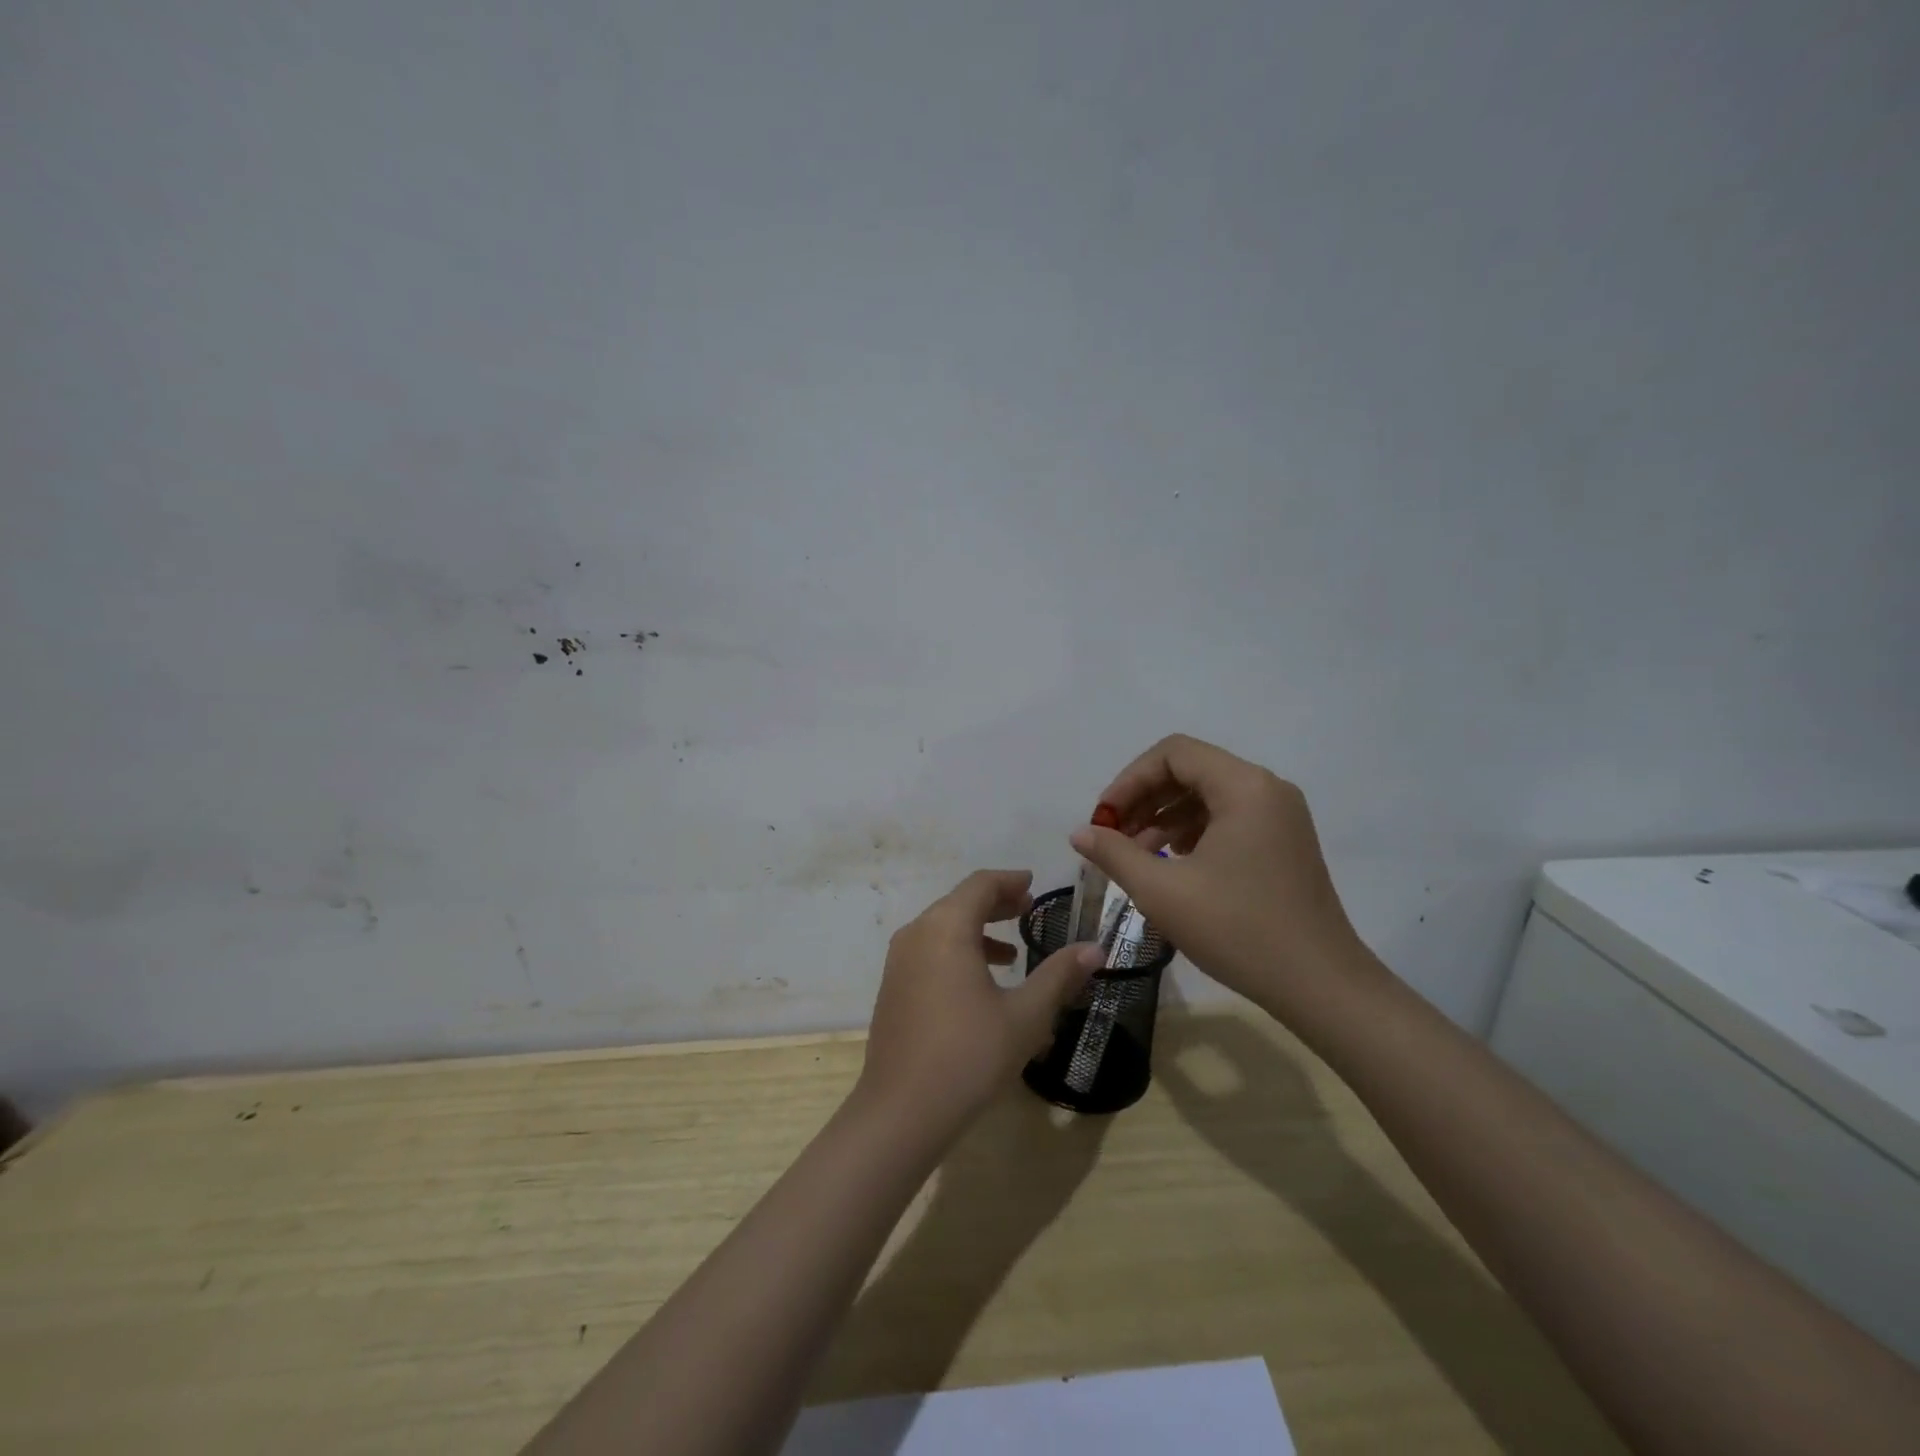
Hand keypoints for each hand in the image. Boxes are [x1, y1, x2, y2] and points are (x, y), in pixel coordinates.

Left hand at [858, 870, 1100, 1136]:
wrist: (901, 1112)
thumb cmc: (969, 1056)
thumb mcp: (1025, 1016)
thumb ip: (1059, 976)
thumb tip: (1095, 948)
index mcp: (946, 928)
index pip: (980, 885)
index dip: (1010, 881)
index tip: (1034, 885)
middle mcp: (917, 934)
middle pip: (959, 902)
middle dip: (996, 904)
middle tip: (1028, 912)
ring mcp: (899, 961)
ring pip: (942, 928)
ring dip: (977, 930)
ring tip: (1012, 953)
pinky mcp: (893, 987)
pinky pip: (929, 952)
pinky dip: (957, 952)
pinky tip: (980, 985)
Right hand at [1069, 734, 1371, 1017]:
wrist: (1321, 986)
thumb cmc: (1239, 931)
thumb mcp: (1163, 892)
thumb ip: (1115, 854)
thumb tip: (1080, 833)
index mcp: (1244, 787)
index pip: (1174, 754)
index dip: (1130, 780)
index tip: (1104, 819)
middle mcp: (1267, 789)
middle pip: (1190, 770)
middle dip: (1144, 798)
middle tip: (1112, 836)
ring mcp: (1280, 816)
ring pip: (1207, 795)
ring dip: (1164, 816)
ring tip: (1134, 854)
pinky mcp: (1283, 842)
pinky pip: (1227, 818)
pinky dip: (1192, 832)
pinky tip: (1170, 862)